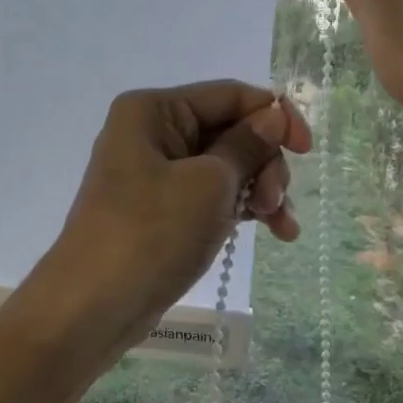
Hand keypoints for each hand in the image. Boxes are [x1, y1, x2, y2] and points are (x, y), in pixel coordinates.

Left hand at [36, 82, 311, 349]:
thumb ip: (246, 145)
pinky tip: (272, 232)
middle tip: (275, 203)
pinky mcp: (161, 212)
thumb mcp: (208, 184)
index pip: (229, 96)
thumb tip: (272, 116)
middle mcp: (152, 134)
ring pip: (225, 168)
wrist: (94, 306)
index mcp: (153, 111)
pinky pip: (211, 197)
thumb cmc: (151, 234)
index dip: (274, 116)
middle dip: (264, 164)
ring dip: (260, 191)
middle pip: (230, 131)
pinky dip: (241, 210)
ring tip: (281, 227)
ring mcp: (155, 175)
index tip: (308, 151)